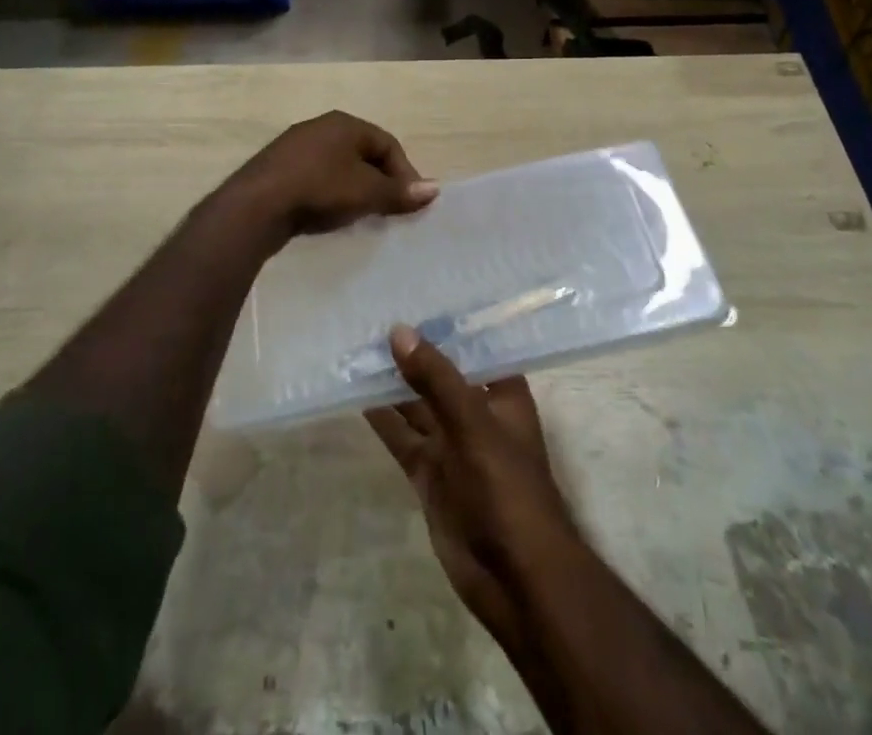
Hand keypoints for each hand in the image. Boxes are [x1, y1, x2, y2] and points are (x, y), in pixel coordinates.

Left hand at [224, 111, 437, 237]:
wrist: (256, 205)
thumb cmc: (320, 189)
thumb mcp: (366, 192)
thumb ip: (400, 191)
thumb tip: (435, 189)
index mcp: (345, 123)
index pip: (387, 143)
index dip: (405, 172)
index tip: (411, 202)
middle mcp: (320, 126)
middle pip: (362, 152)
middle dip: (380, 180)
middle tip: (388, 209)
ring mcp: (294, 146)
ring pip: (338, 164)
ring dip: (354, 187)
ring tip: (361, 214)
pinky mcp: (276, 167)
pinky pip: (315, 176)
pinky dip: (329, 192)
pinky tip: (328, 213)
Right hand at [366, 327, 577, 655]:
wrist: (514, 577)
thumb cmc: (506, 487)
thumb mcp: (472, 423)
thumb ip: (435, 378)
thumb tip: (399, 331)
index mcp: (502, 393)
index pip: (473, 346)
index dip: (446, 323)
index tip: (414, 293)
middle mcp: (477, 412)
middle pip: (440, 374)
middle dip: (412, 351)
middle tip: (373, 315)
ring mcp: (452, 444)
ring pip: (417, 404)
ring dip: (393, 382)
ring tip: (358, 347)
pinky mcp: (430, 473)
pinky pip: (403, 437)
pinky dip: (383, 418)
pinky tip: (357, 394)